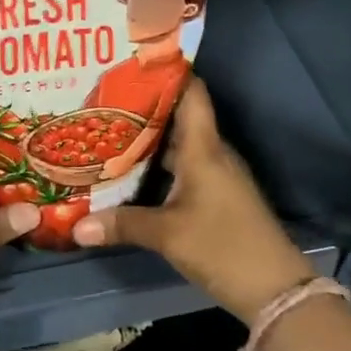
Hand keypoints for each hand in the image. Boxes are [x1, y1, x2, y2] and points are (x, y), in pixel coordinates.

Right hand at [72, 77, 313, 320]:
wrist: (276, 290)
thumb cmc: (223, 247)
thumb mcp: (168, 235)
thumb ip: (121, 225)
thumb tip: (75, 227)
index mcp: (204, 148)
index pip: (191, 93)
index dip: (167, 72)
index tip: (131, 60)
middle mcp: (211, 154)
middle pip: (176, 117)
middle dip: (141, 106)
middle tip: (101, 98)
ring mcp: (214, 176)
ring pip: (176, 145)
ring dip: (146, 138)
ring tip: (105, 129)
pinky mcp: (214, 197)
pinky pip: (180, 168)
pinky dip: (155, 165)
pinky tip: (128, 172)